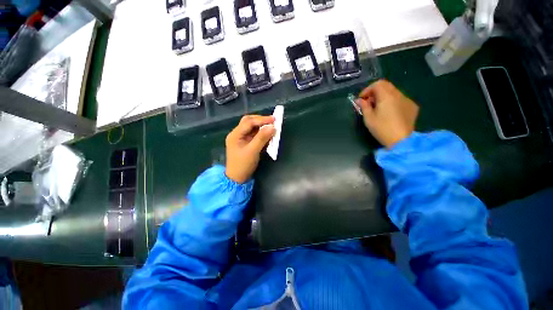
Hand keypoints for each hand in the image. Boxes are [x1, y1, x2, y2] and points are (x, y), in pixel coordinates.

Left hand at [225, 115, 275, 182]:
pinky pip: (254, 135)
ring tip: (272, 128)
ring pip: (252, 128)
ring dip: (262, 127)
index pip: (249, 122)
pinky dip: (261, 134)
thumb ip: (262, 138)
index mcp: (235, 134)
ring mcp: (241, 139)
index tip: (274, 119)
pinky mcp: (246, 144)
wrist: (237, 178)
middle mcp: (237, 134)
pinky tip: (268, 135)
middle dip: (261, 121)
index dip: (262, 119)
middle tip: (272, 122)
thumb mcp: (253, 151)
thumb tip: (272, 127)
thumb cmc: (243, 165)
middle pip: (249, 122)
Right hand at [356, 79, 418, 147]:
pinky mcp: (412, 107)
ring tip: (378, 108)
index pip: (377, 84)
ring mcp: (407, 100)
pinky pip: (400, 99)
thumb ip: (364, 106)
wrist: (401, 140)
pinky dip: (392, 102)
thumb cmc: (382, 129)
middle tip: (368, 102)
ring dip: (384, 96)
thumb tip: (359, 100)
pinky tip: (389, 112)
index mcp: (387, 96)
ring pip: (394, 92)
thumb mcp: (368, 118)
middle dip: (375, 92)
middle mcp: (399, 94)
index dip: (367, 90)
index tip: (361, 99)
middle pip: (386, 85)